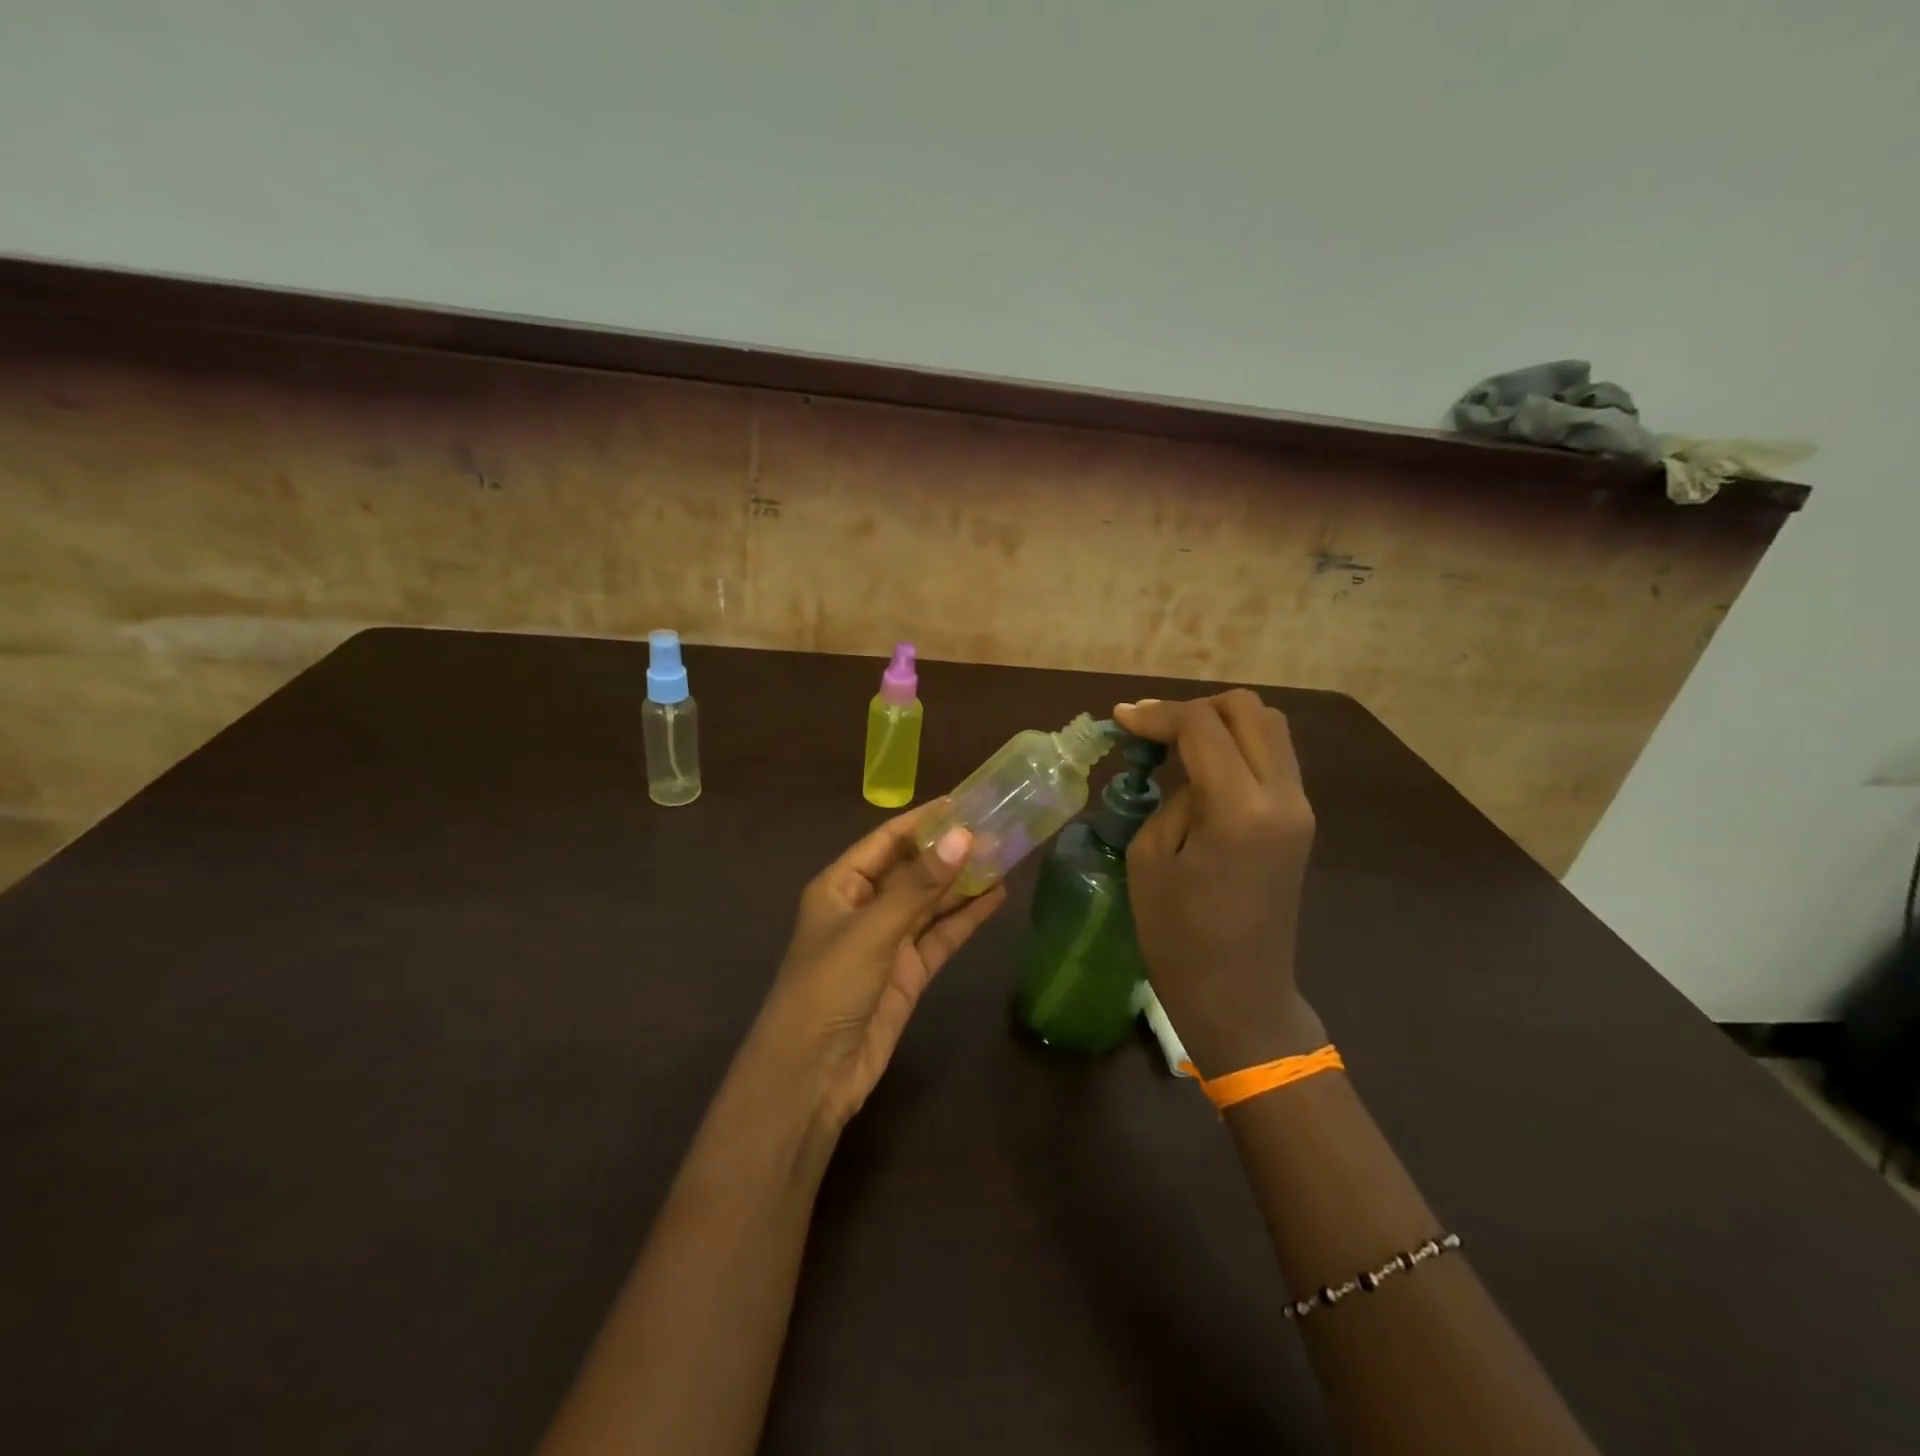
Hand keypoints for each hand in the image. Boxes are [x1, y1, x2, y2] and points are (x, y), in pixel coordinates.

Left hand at [754, 805, 1006, 1131]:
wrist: (812, 1074)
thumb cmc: (829, 987)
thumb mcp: (872, 930)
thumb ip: (919, 885)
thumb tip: (963, 836)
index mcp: (841, 886)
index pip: (886, 840)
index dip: (923, 820)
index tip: (964, 802)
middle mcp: (865, 907)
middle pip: (912, 869)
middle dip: (949, 851)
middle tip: (997, 827)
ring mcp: (888, 941)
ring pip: (931, 902)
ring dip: (963, 882)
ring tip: (1005, 855)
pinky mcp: (908, 973)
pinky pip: (940, 936)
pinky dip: (965, 918)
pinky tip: (995, 897)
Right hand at [1114, 691, 1323, 1074]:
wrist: (1240, 996)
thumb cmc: (1179, 937)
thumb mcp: (1151, 858)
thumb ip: (1171, 797)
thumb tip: (1182, 770)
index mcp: (1239, 808)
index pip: (1202, 726)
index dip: (1157, 714)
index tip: (1120, 720)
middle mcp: (1282, 796)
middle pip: (1248, 710)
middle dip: (1194, 708)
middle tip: (1152, 730)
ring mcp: (1300, 808)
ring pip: (1269, 728)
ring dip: (1220, 723)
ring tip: (1175, 745)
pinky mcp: (1300, 822)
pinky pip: (1273, 758)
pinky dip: (1237, 746)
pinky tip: (1201, 769)